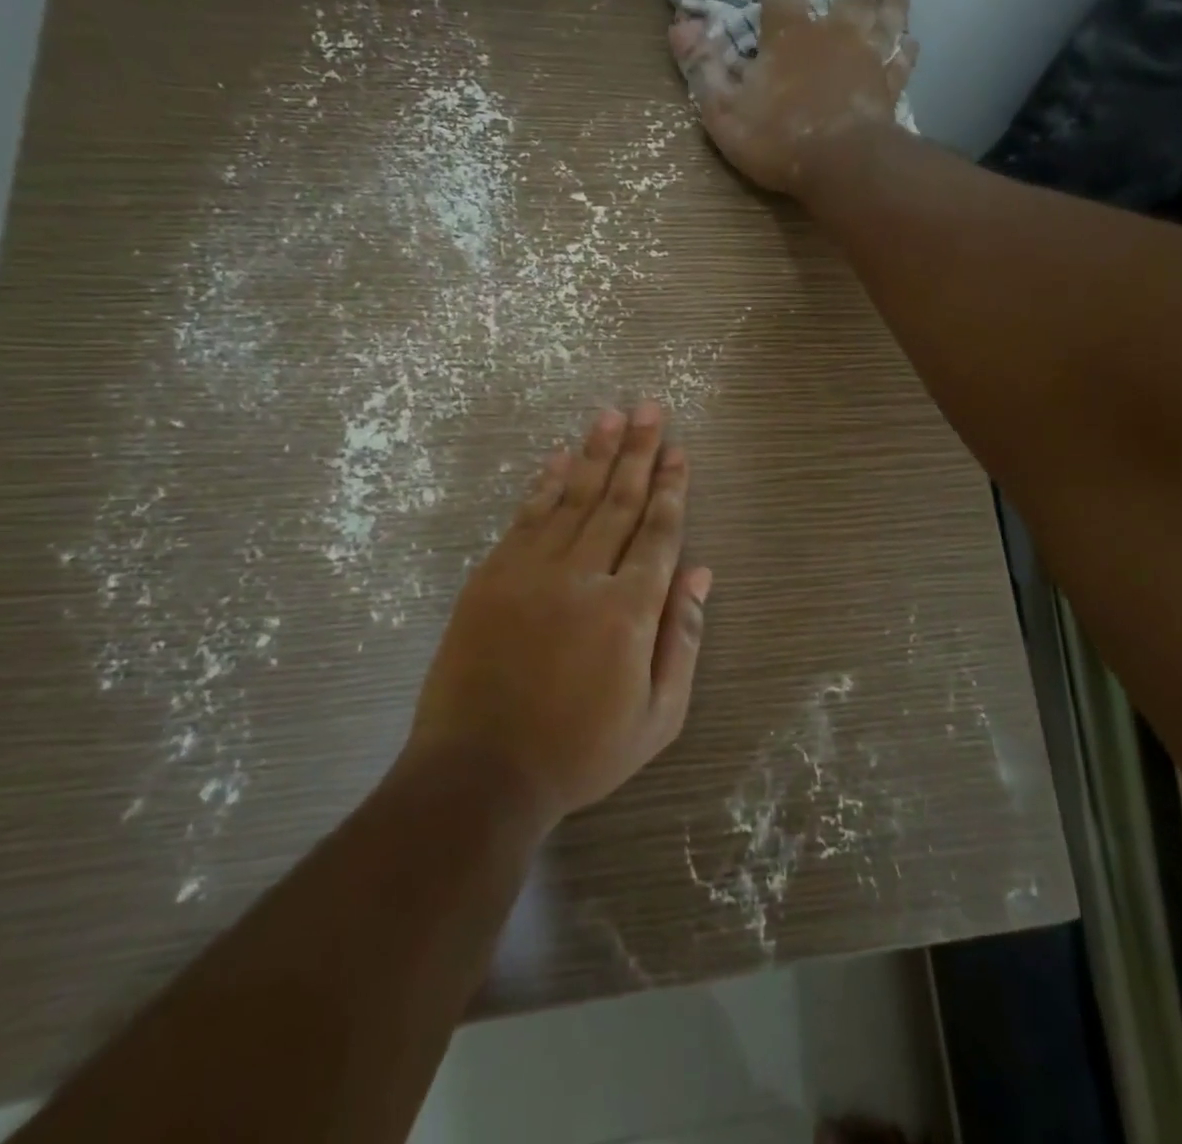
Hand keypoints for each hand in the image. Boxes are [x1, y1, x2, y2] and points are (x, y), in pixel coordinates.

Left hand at [404, 403, 711, 827]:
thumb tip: (702, 574)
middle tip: (650, 408)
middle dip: (638, 451)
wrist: (479, 773)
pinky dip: (544, 484)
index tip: (679, 451)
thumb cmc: (581, 752)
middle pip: (618, 501)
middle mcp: (583, 576)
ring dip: (594, 453)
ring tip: (610, 414)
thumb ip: (683, 638)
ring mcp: (531, 571)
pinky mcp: (492, 576)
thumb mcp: (658, 716)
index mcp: (629, 610)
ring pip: (571, 497)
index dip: (671, 488)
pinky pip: (525, 517)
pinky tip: (558, 457)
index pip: (658, 533)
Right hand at [669, 0, 917, 195]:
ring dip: (889, 4)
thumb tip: (679, 25)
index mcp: (790, 33)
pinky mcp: (890, 87)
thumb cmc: (777, 139)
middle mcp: (835, 33)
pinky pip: (903, 60)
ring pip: (887, 17)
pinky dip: (905, 50)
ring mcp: (868, 58)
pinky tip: (907, 45)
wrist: (840, 166)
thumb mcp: (724, 109)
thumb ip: (703, 67)